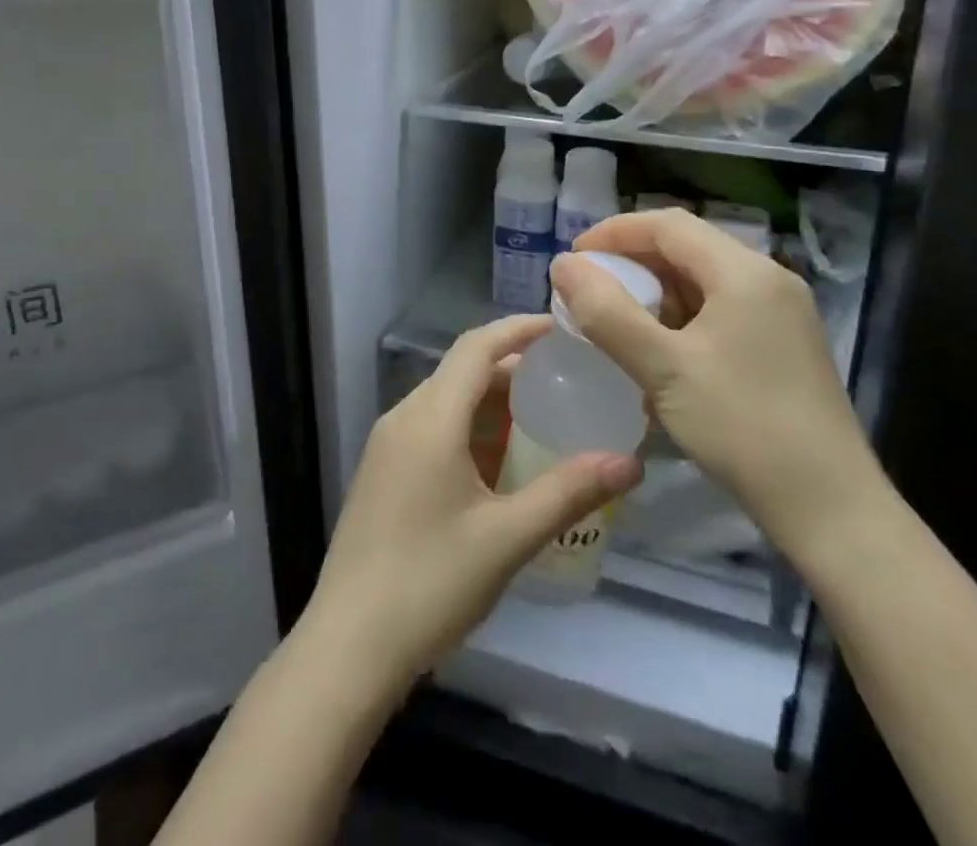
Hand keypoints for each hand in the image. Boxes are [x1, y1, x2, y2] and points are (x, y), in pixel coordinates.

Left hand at [305, 314, 642, 682]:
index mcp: (429, 418)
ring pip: (446, 402)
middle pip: (462, 371)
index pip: (477, 346)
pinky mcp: (382, 473)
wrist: (347, 648)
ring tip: (543, 418)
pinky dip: (469, 430)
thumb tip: (629, 462)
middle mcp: (403, 418)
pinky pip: (432, 429)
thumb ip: (569, 492)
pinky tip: (500, 463)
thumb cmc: (429, 584)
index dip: (519, 329)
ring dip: (491, 402)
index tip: (562, 328)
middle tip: (565, 379)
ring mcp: (387, 446)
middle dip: (513, 369)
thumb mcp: (507, 538)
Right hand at [552, 210, 885, 566]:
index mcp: (744, 272)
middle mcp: (768, 279)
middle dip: (633, 263)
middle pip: (688, 248)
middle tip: (589, 290)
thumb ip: (606, 313)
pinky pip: (721, 310)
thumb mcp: (663, 369)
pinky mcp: (783, 343)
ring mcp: (781, 312)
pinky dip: (682, 319)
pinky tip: (660, 353)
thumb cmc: (742, 427)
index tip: (574, 259)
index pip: (668, 225)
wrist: (830, 508)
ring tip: (617, 323)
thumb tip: (563, 265)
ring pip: (704, 281)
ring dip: (656, 293)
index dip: (615, 233)